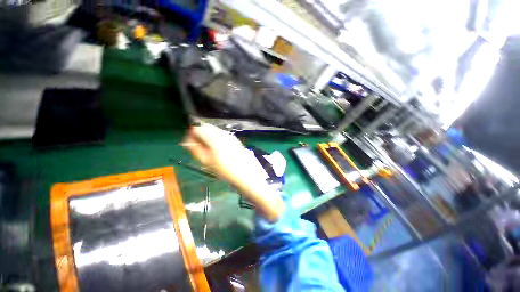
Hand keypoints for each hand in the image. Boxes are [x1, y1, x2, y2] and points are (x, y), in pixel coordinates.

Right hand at [182, 123, 282, 221]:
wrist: (244, 174)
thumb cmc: (224, 171)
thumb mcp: (207, 162)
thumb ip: (196, 150)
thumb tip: (189, 142)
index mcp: (214, 140)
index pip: (199, 129)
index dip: (192, 134)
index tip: (190, 143)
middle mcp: (223, 134)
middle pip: (207, 127)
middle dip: (200, 133)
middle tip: (197, 145)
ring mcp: (230, 135)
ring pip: (215, 129)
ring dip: (208, 135)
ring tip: (206, 147)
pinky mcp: (234, 139)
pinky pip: (222, 133)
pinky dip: (216, 136)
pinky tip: (216, 145)